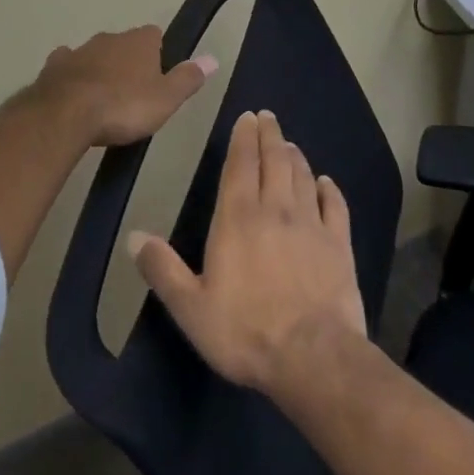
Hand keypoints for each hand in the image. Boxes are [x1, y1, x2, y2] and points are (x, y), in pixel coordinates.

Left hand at [27, 25, 216, 148]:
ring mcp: (80, 49)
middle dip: (128, 61)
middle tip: (132, 93)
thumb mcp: (166, 99)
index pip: (155, 35)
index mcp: (140, 41)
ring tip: (103, 98)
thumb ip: (188, 78)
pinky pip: (67, 64)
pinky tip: (72, 91)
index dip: (158, 53)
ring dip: (100, 68)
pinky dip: (72, 74)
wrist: (67, 114)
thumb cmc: (124, 106)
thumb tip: (212, 58)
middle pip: (124, 44)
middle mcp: (110, 37)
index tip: (158, 77)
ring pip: (96, 53)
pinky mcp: (56, 65)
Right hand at [128, 109, 366, 397]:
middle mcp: (276, 209)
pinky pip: (335, 206)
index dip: (243, 138)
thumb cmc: (245, 331)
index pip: (240, 164)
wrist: (313, 358)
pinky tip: (326, 182)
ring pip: (302, 177)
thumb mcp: (191, 307)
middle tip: (268, 116)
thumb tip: (133, 236)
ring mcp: (311, 224)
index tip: (247, 117)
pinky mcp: (339, 244)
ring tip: (290, 144)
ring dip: (295, 156)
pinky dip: (330, 189)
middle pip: (274, 160)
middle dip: (269, 135)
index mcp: (238, 218)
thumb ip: (163, 269)